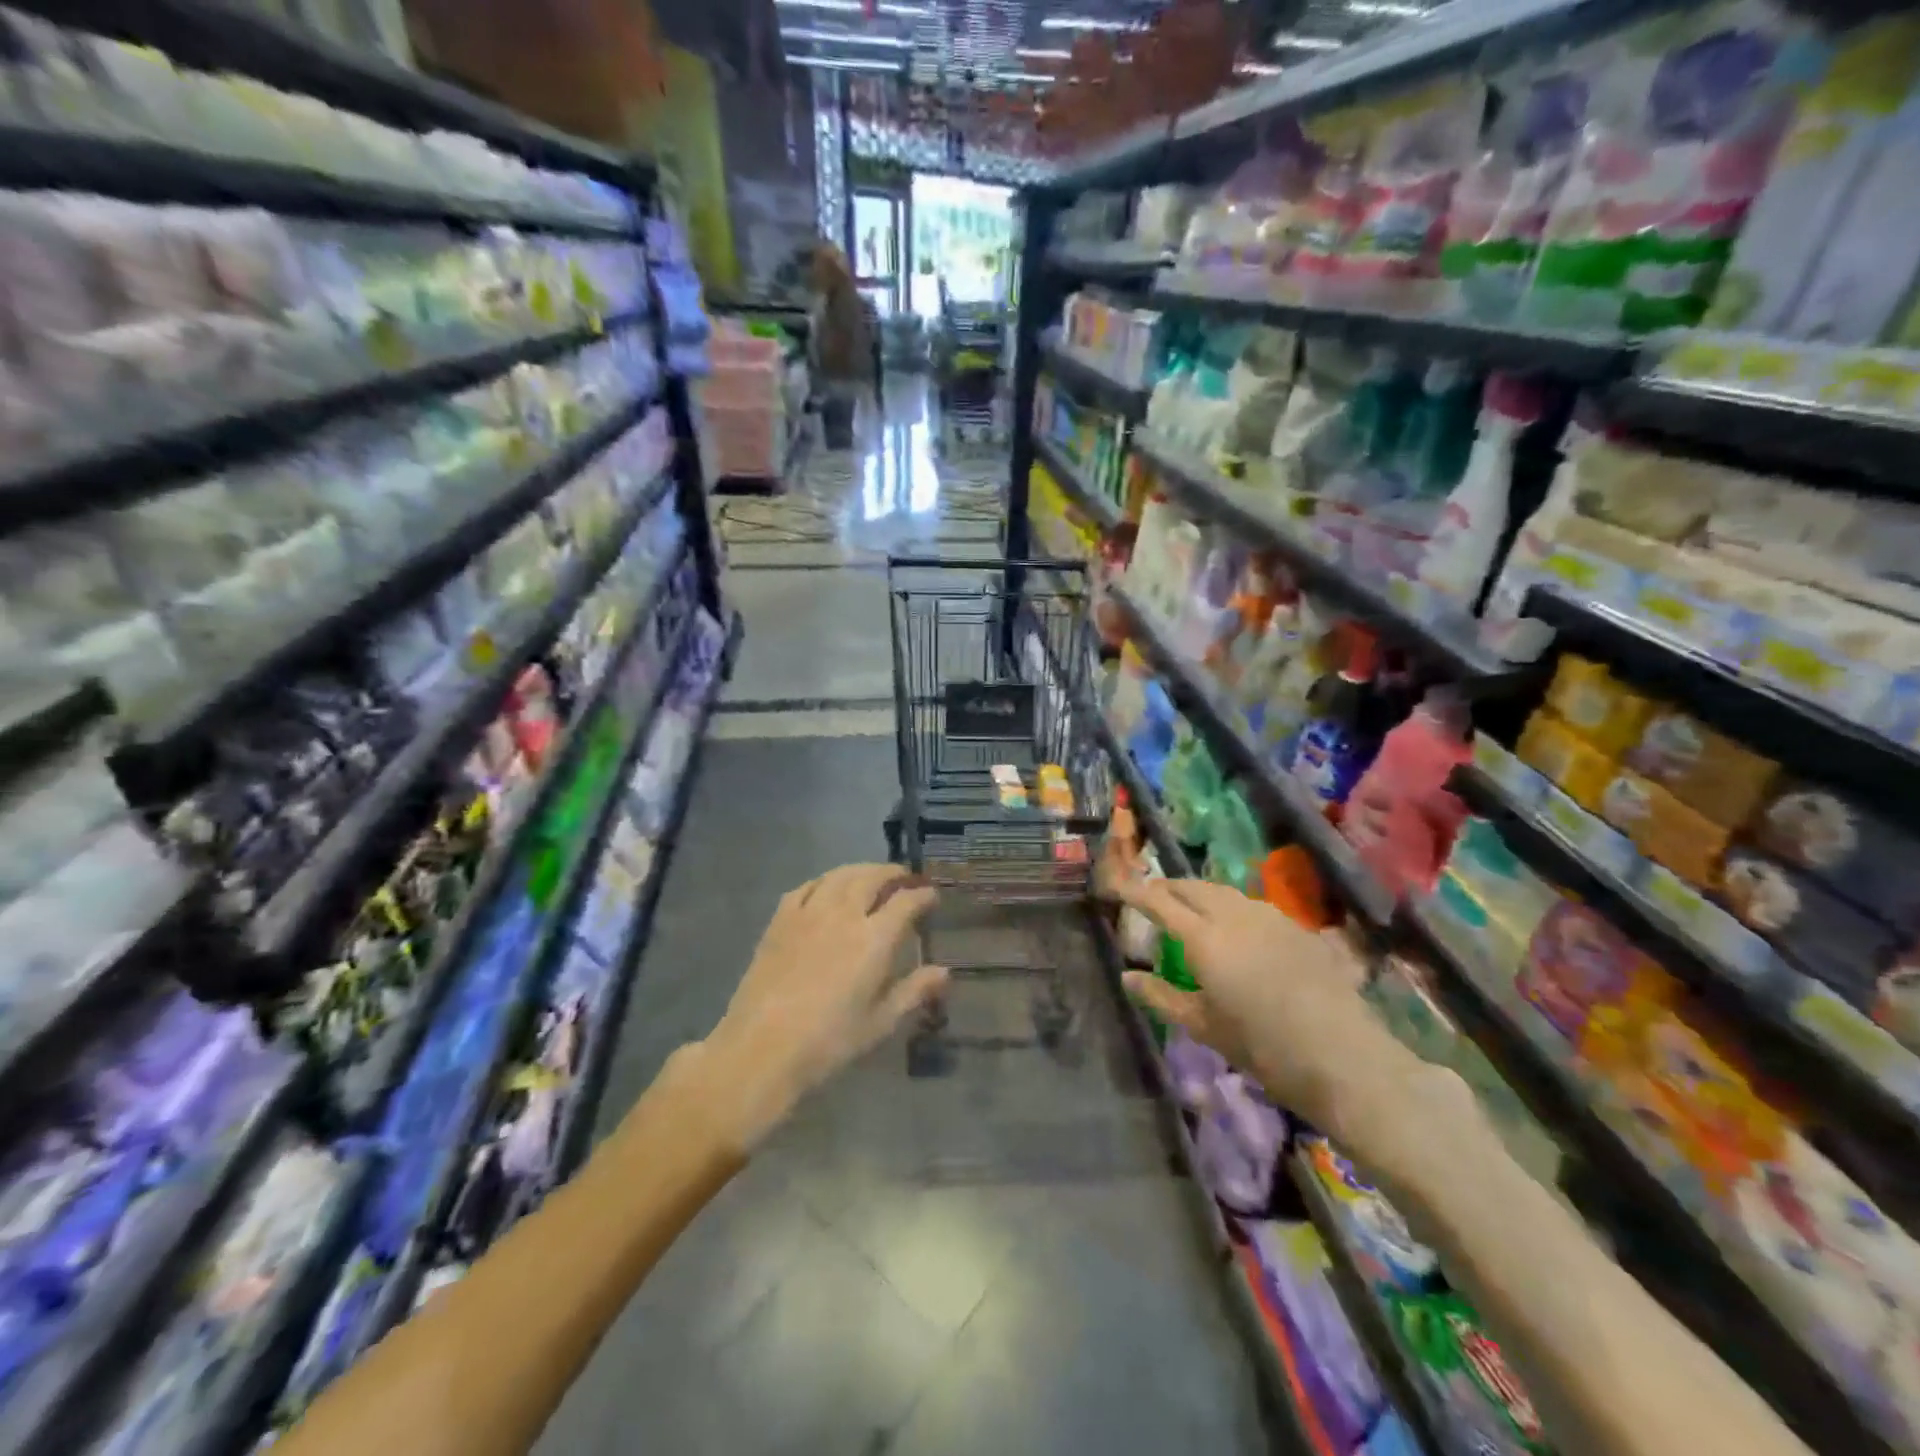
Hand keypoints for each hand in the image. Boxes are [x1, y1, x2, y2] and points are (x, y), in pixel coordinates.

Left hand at [692, 865, 946, 1149]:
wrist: (762, 1048)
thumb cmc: (829, 1041)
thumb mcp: (880, 1022)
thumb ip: (914, 991)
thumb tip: (944, 972)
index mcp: (874, 938)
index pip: (905, 902)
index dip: (922, 895)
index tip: (932, 896)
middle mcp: (844, 914)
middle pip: (872, 877)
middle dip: (893, 873)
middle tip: (904, 877)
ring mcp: (808, 913)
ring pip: (839, 875)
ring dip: (860, 870)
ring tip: (871, 876)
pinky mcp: (780, 920)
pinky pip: (806, 887)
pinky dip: (824, 880)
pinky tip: (827, 887)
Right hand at [1114, 878, 1386, 1140]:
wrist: (1344, 1057)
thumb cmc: (1263, 1047)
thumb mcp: (1203, 1026)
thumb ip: (1161, 997)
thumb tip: (1127, 977)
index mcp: (1204, 938)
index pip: (1160, 901)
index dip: (1135, 891)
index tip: (1117, 886)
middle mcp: (1234, 915)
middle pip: (1191, 886)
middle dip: (1167, 887)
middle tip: (1150, 898)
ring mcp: (1269, 917)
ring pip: (1223, 892)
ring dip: (1199, 894)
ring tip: (1189, 909)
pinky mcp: (1296, 927)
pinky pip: (1251, 905)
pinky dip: (1229, 907)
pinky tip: (1234, 928)